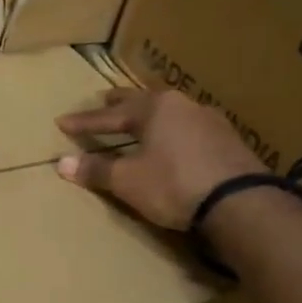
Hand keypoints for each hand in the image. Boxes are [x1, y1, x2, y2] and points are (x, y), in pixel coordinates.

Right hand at [54, 86, 264, 229]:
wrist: (239, 201)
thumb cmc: (173, 184)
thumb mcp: (127, 180)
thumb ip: (96, 170)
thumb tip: (62, 163)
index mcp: (155, 109)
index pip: (109, 116)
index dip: (84, 122)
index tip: (62, 122)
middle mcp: (183, 106)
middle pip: (143, 103)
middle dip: (120, 105)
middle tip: (104, 100)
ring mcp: (210, 122)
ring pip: (170, 113)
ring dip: (150, 117)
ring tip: (139, 121)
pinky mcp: (228, 142)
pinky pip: (189, 129)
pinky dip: (171, 132)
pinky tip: (173, 140)